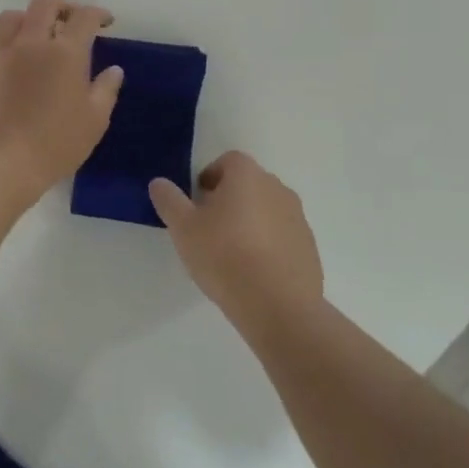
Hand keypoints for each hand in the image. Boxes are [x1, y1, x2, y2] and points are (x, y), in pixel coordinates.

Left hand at [0, 0, 124, 197]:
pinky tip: (19, 65)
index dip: (97, 13)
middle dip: (63, 6)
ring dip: (29, 19)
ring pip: (12, 17)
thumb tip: (113, 70)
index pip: (83, 17)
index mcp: (65, 52)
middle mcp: (32, 44)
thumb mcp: (95, 120)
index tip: (105, 22)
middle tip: (72, 21)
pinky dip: (11, 46)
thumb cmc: (57, 142)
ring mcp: (4, 56)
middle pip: (44, 4)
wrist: (2, 163)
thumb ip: (106, 90)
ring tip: (40, 36)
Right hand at [149, 153, 323, 335]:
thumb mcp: (183, 228)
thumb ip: (169, 200)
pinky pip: (282, 236)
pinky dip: (268, 245)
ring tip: (232, 255)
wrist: (278, 306)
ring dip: (250, 222)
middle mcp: (277, 188)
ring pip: (267, 210)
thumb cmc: (225, 256)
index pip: (228, 161)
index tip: (197, 204)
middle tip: (209, 230)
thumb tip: (159, 183)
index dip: (210, 178)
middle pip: (248, 185)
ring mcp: (297, 217)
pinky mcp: (309, 246)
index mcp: (247, 175)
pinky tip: (254, 273)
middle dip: (229, 200)